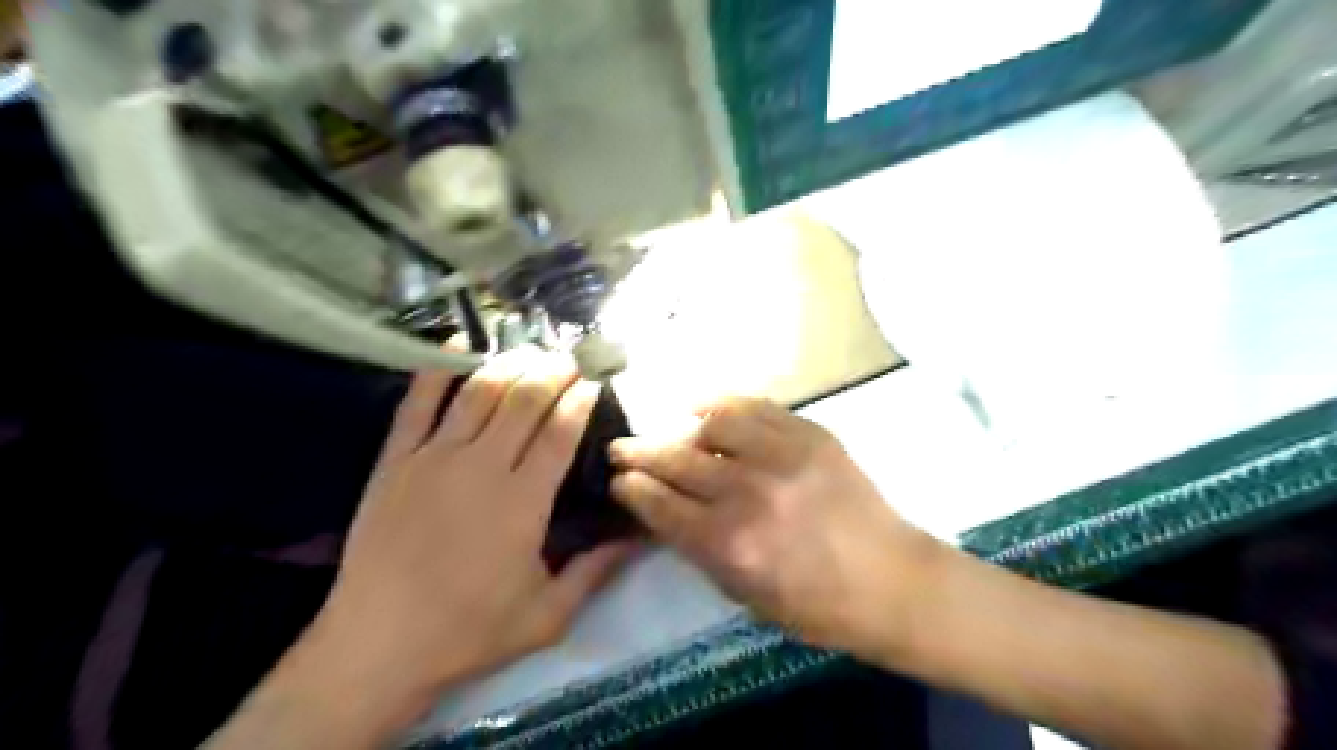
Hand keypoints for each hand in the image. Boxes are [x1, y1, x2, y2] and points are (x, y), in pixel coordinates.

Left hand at [316, 351, 632, 701]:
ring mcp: (433, 458)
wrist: (378, 646)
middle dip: (552, 373)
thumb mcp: (548, 615)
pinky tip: (456, 344)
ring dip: (508, 364)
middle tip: (569, 357)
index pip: (559, 433)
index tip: (593, 382)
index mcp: (523, 502)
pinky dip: (437, 369)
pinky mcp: (395, 461)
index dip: (579, 401)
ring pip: (478, 393)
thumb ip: (595, 572)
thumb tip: (637, 538)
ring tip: (528, 349)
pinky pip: (417, 403)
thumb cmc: (469, 631)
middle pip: (524, 402)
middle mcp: (482, 467)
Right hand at [609, 395, 936, 658]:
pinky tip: (707, 409)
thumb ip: (695, 546)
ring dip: (682, 429)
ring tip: (677, 435)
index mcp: (729, 544)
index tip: (617, 479)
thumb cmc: (814, 606)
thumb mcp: (741, 592)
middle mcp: (749, 492)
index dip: (629, 486)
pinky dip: (722, 404)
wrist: (890, 580)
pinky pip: (754, 406)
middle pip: (674, 458)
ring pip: (711, 423)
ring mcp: (783, 455)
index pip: (658, 501)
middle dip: (637, 451)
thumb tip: (660, 506)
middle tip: (620, 447)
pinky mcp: (810, 434)